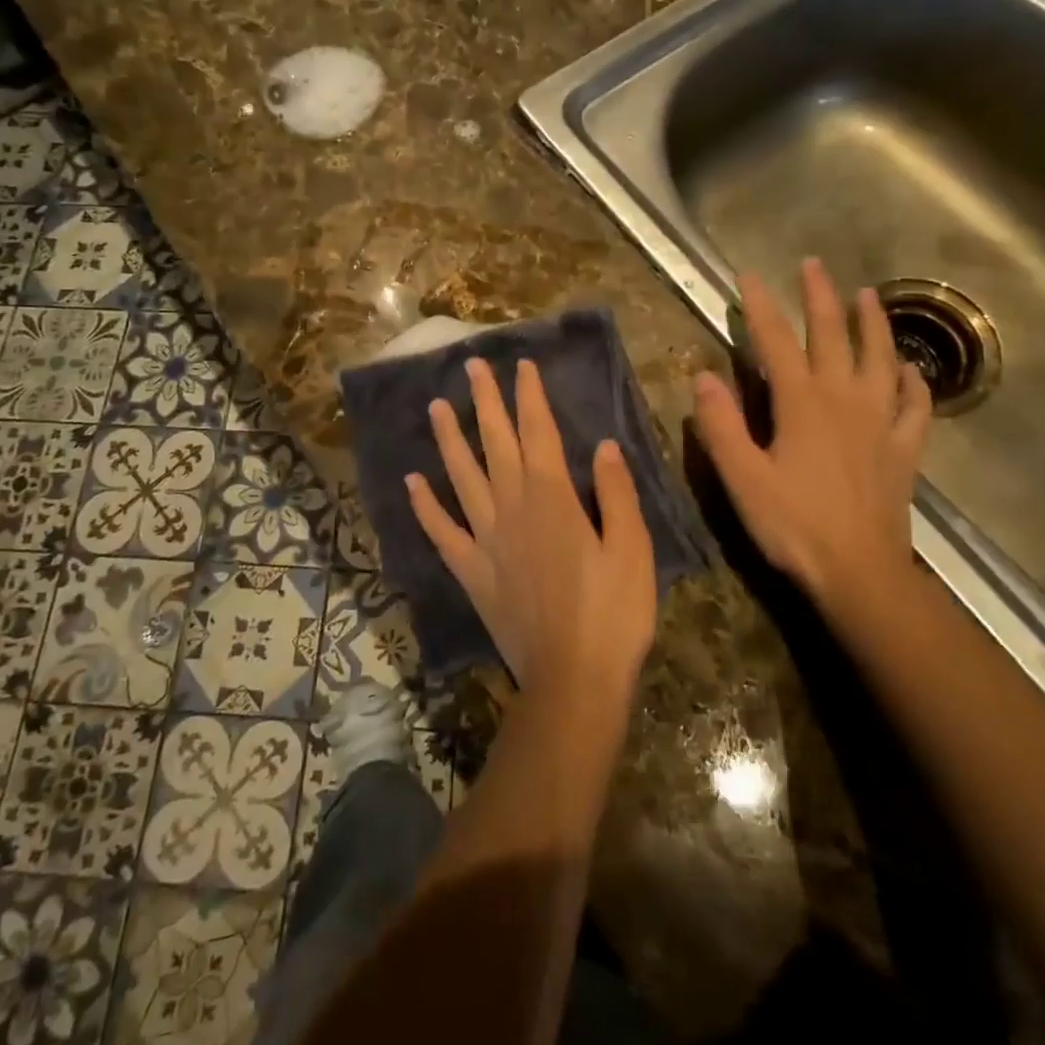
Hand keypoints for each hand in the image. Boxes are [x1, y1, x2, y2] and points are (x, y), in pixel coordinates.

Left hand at [406, 357, 657, 706]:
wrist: (573, 679)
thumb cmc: (613, 613)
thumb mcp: (633, 549)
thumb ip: (616, 493)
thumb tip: (604, 445)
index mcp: (554, 498)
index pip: (539, 433)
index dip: (530, 397)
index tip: (521, 366)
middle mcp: (513, 508)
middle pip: (496, 444)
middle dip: (486, 402)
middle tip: (472, 365)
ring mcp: (486, 539)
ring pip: (462, 477)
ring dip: (449, 439)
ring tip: (437, 406)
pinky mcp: (472, 571)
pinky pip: (442, 532)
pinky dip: (424, 506)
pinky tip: (411, 481)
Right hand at [692, 259, 931, 615]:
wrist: (859, 572)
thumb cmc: (793, 524)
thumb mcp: (741, 477)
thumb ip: (720, 425)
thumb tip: (703, 377)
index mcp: (801, 403)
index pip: (775, 341)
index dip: (759, 306)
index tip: (747, 275)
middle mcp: (844, 399)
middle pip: (833, 336)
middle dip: (819, 297)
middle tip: (812, 265)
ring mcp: (880, 422)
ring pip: (880, 359)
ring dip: (873, 325)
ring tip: (868, 296)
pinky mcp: (903, 449)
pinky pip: (914, 406)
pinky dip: (913, 383)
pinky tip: (910, 371)